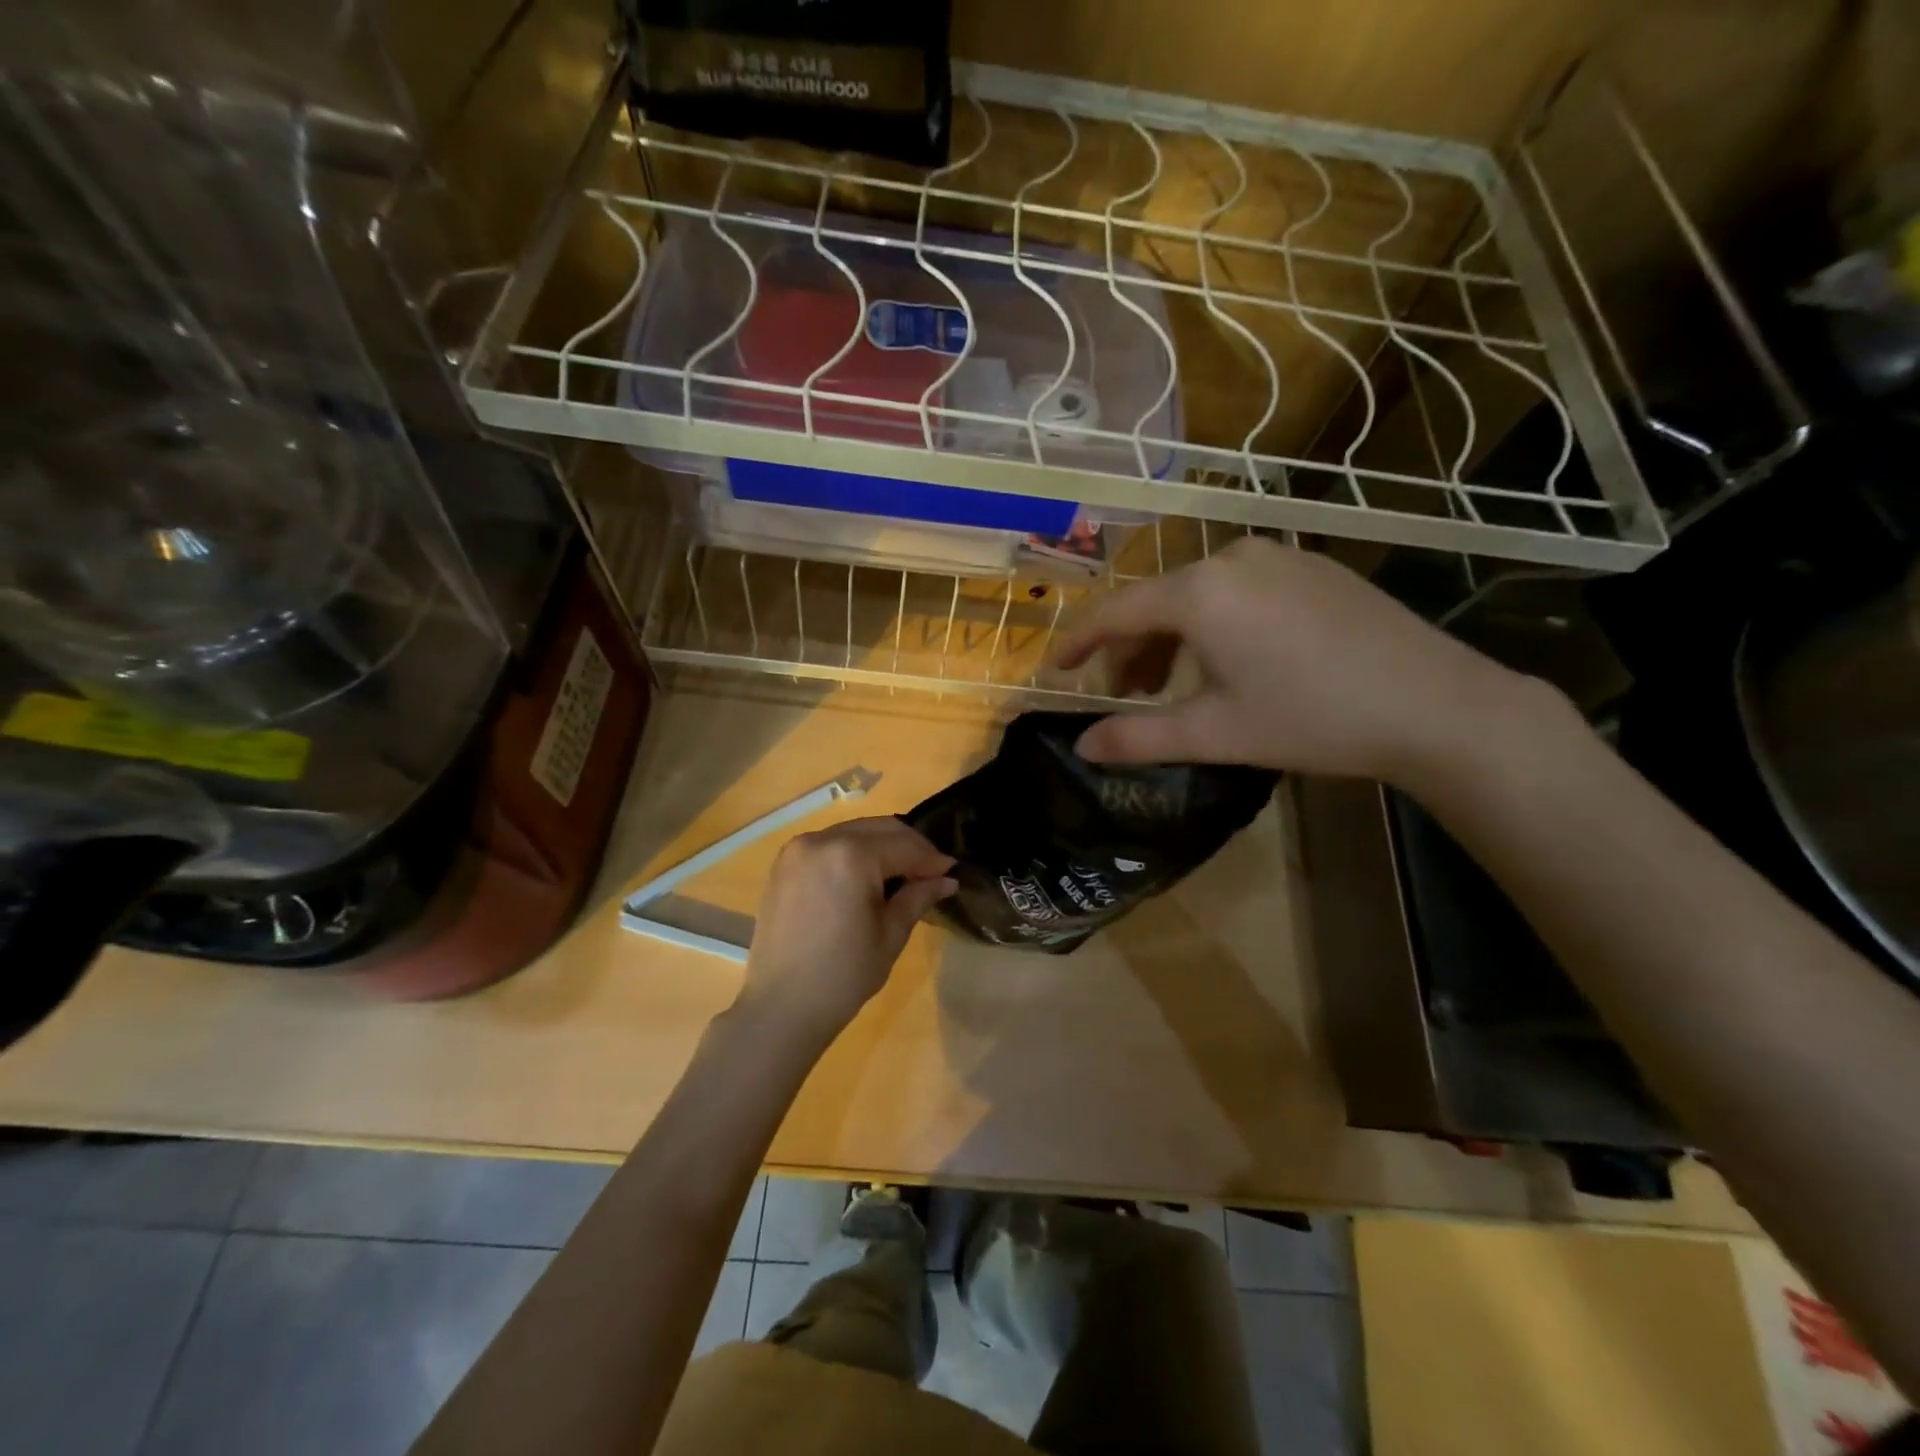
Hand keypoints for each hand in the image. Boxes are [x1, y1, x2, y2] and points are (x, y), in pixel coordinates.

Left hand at [738, 817, 955, 1042]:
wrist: (781, 1007)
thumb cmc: (843, 975)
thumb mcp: (890, 935)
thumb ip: (918, 897)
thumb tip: (946, 879)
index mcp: (851, 856)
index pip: (904, 846)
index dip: (932, 859)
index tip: (952, 872)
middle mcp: (821, 840)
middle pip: (879, 829)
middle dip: (909, 847)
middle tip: (931, 872)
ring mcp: (797, 850)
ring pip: (854, 833)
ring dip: (881, 847)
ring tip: (901, 876)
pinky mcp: (784, 864)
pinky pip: (829, 845)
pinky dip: (853, 853)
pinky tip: (866, 878)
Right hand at [1055, 536, 1537, 786]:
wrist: (1435, 705)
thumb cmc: (1310, 719)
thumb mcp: (1213, 734)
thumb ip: (1137, 739)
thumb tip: (1082, 747)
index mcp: (1199, 592)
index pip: (1115, 611)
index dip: (1078, 641)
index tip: (1055, 670)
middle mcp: (1231, 557)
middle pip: (1156, 601)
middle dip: (1130, 650)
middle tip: (1123, 697)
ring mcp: (1277, 556)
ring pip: (1197, 595)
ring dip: (1171, 640)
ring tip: (1173, 687)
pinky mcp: (1312, 567)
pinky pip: (1237, 590)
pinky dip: (1213, 624)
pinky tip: (1229, 662)